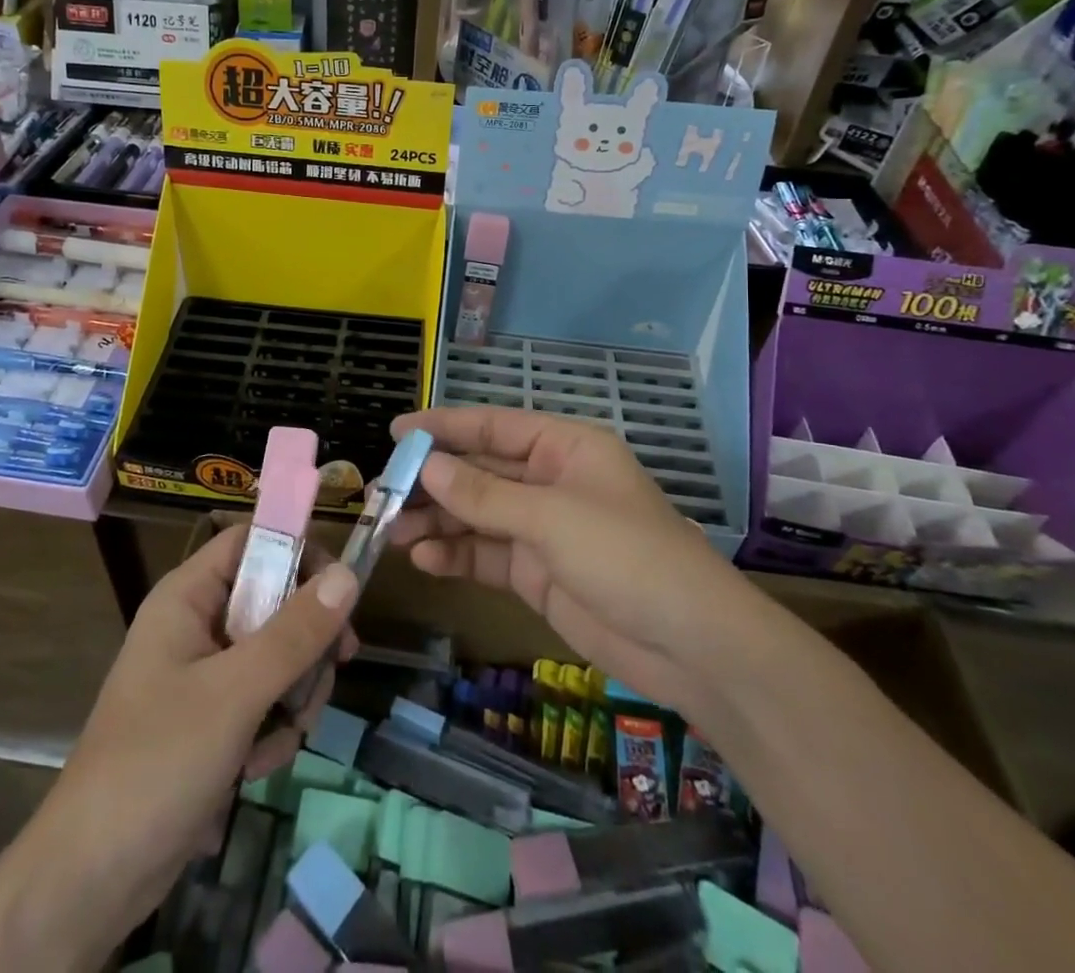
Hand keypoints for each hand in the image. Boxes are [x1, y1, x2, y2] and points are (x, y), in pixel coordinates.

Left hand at [0, 526, 357, 972]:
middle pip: (276, 600)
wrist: (90, 881)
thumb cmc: (156, 764)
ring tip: (278, 740)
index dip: (299, 552)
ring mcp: (205, 674)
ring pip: (279, 655)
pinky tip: (257, 767)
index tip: (340, 592)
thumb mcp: (235, 694)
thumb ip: (295, 633)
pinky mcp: (213, 719)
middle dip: (306, 645)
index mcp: (188, 596)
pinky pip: (265, 700)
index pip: (254, 541)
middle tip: (327, 674)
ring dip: (293, 696)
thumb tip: (349, 574)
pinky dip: (273, 729)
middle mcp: (197, 623)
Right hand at [390, 406, 736, 711]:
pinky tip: (426, 561)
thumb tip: (427, 466)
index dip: (445, 427)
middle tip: (383, 493)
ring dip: (438, 522)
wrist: (691, 646)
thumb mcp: (551, 518)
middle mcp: (551, 481)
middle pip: (481, 472)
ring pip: (478, 516)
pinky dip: (458, 556)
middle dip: (434, 482)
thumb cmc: (627, 556)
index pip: (494, 426)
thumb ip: (485, 495)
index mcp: (565, 447)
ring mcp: (544, 529)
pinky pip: (487, 556)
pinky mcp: (538, 573)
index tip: (396, 432)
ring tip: (393, 532)